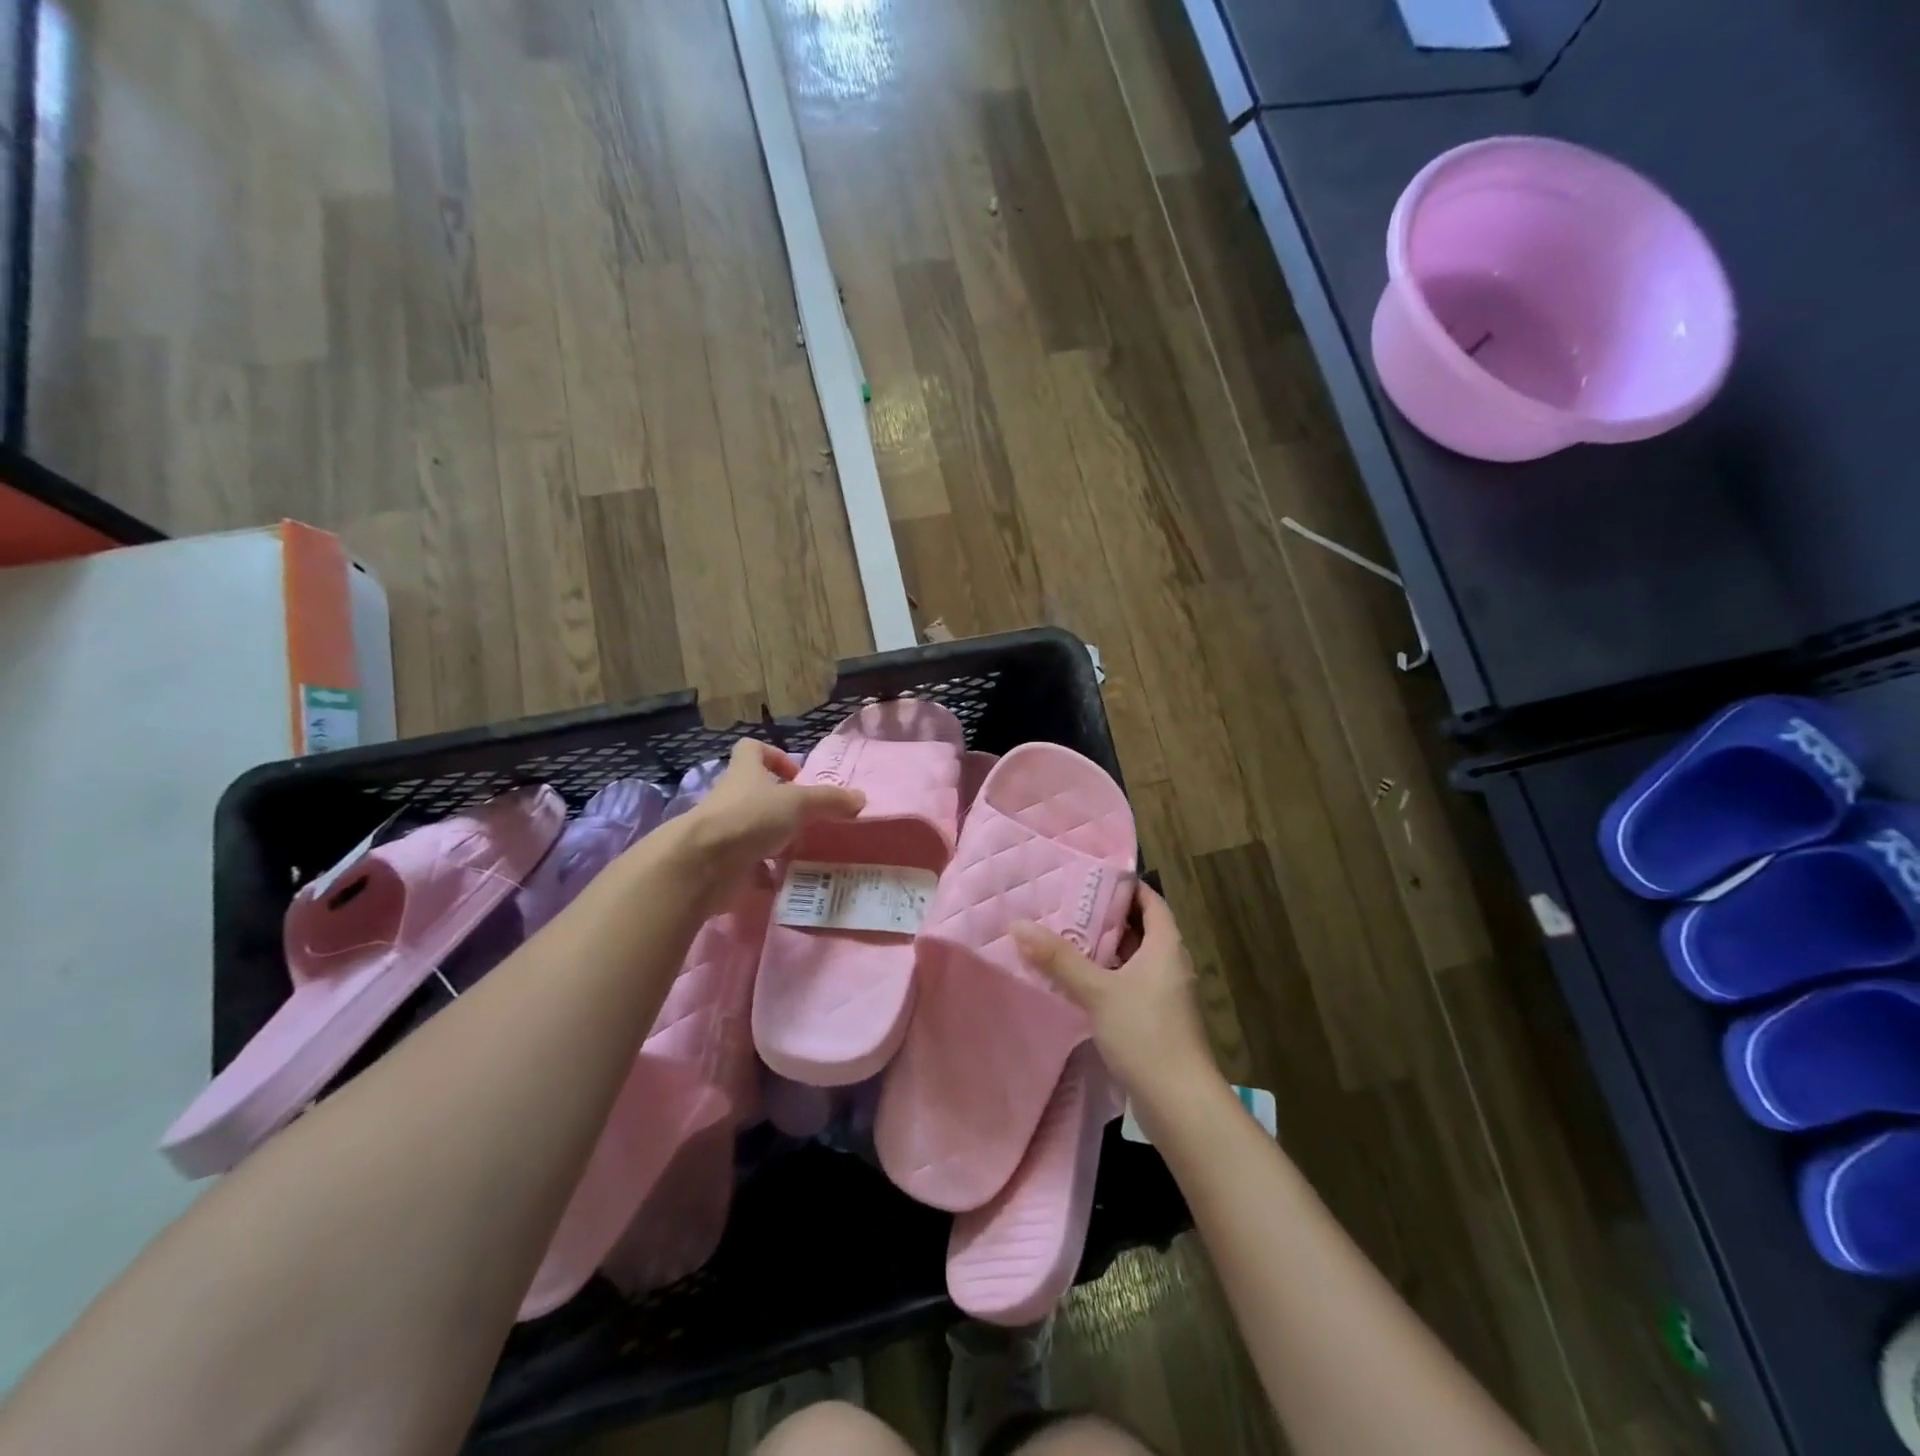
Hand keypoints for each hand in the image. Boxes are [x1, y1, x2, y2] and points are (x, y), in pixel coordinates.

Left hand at [678, 738, 864, 891]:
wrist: (702, 865)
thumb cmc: (749, 818)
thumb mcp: (798, 803)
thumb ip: (829, 800)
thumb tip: (860, 799)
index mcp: (744, 773)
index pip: (751, 749)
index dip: (773, 756)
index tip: (796, 775)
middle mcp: (731, 798)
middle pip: (754, 792)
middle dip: (781, 805)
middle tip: (809, 819)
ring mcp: (723, 832)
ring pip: (752, 829)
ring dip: (774, 839)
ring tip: (803, 851)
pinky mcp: (721, 863)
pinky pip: (748, 865)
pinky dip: (765, 872)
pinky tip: (786, 880)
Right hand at [1013, 884, 1218, 1106]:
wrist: (1179, 1103)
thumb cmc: (1145, 1034)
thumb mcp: (1098, 991)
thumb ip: (1059, 959)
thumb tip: (1019, 924)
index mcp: (1166, 947)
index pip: (1150, 902)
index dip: (1125, 887)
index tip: (1091, 878)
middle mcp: (1170, 965)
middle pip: (1139, 929)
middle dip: (1106, 918)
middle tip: (1066, 906)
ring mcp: (1164, 995)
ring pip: (1132, 960)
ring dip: (1103, 950)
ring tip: (1063, 938)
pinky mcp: (1155, 1021)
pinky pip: (1128, 985)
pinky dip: (1106, 978)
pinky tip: (1076, 983)